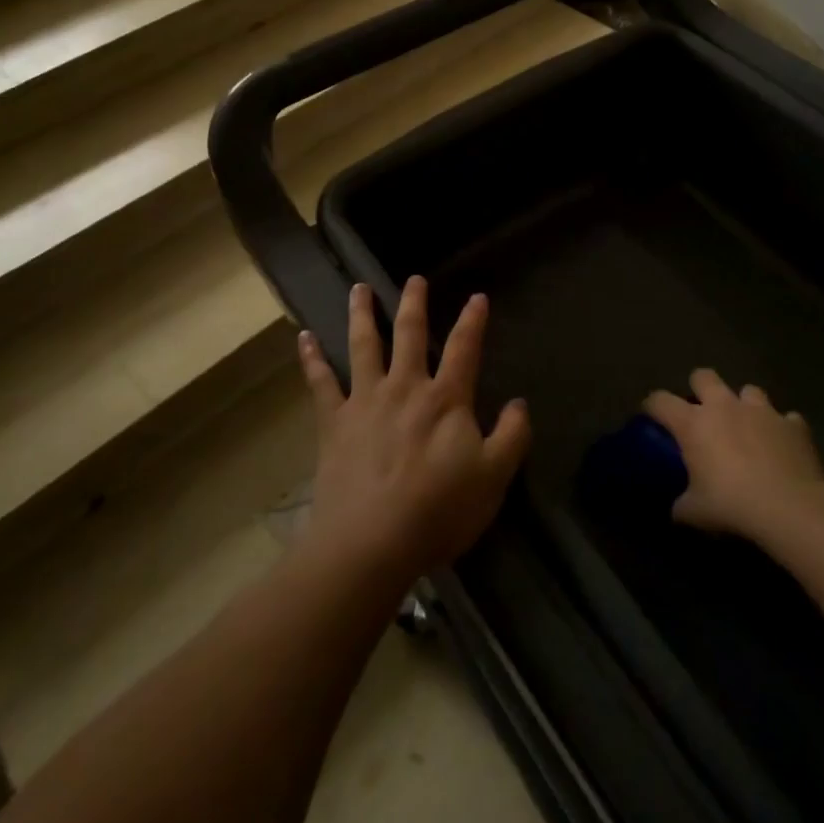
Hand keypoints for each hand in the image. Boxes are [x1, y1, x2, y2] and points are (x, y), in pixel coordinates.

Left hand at [297, 278, 530, 589]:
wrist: (370, 543)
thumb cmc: (437, 511)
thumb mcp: (493, 478)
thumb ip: (512, 437)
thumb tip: (519, 403)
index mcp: (445, 399)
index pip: (464, 348)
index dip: (472, 321)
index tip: (477, 297)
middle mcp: (404, 387)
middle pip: (410, 334)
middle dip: (414, 304)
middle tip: (414, 279)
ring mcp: (365, 400)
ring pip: (363, 345)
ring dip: (362, 313)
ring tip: (359, 288)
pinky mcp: (334, 422)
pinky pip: (320, 382)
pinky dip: (311, 358)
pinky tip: (304, 337)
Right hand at [645, 368, 823, 542]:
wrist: (791, 508)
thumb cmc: (733, 505)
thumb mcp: (696, 513)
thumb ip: (682, 505)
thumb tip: (677, 510)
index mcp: (693, 423)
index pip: (660, 400)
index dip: (652, 406)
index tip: (652, 417)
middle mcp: (724, 406)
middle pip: (703, 376)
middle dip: (700, 388)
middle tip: (703, 412)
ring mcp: (762, 411)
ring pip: (749, 390)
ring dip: (745, 405)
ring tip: (748, 426)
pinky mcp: (794, 425)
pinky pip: (787, 419)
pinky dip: (782, 429)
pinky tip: (783, 446)